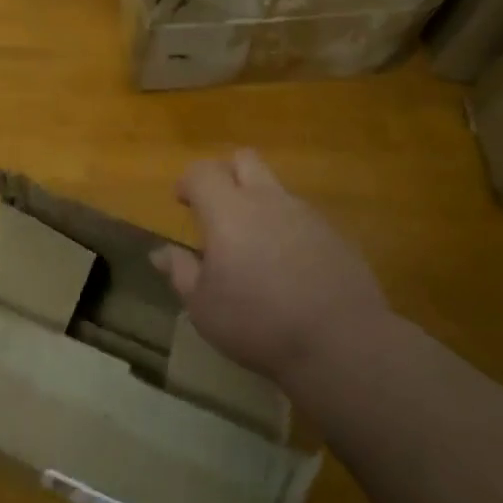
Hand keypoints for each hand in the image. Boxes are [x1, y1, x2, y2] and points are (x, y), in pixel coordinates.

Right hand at [153, 149, 388, 384]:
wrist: (341, 342)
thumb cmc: (257, 323)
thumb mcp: (203, 307)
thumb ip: (181, 272)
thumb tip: (161, 252)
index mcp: (228, 211)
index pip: (202, 172)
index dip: (188, 182)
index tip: (183, 203)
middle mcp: (267, 200)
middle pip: (244, 159)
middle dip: (227, 174)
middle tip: (218, 209)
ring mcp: (306, 214)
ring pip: (276, 189)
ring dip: (259, 204)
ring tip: (255, 247)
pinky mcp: (335, 234)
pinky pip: (302, 217)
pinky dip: (288, 230)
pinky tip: (290, 268)